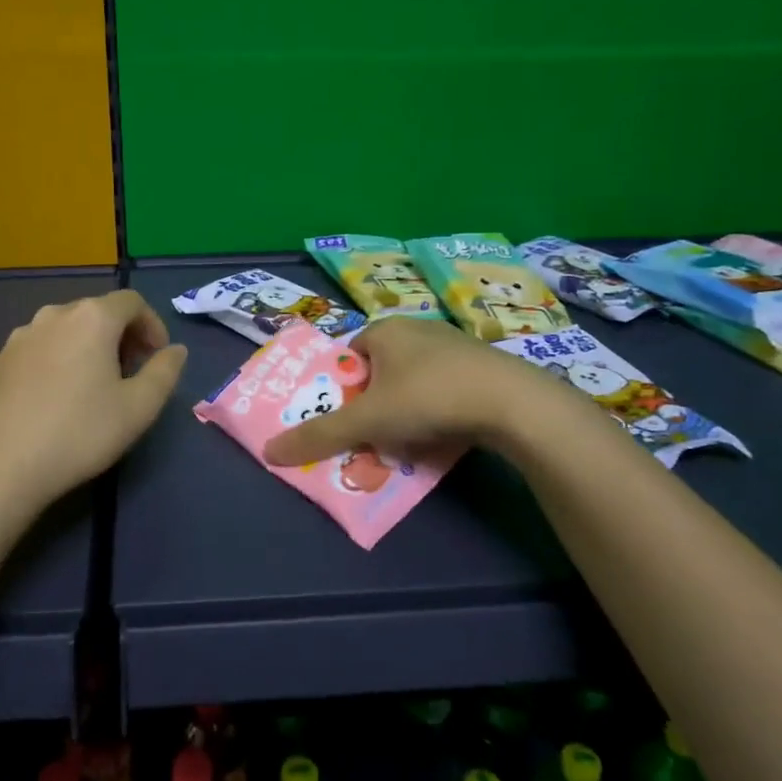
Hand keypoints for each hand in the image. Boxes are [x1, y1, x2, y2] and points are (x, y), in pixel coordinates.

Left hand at [0, 290, 187, 511]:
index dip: (152, 325)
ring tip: (93, 385)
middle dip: (121, 336)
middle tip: (131, 373)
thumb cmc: (81, 433)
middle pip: (96, 312)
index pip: (132, 302)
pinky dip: (56, 361)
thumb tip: (174, 350)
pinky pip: (38, 350)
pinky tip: (55, 399)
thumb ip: (165, 371)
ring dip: (87, 347)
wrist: (2, 467)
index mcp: (91, 318)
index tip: (157, 357)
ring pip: (64, 330)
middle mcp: (53, 316)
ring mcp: (19, 337)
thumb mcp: (139, 407)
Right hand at [264, 317, 553, 465]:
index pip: (349, 357)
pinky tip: (445, 434)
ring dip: (407, 412)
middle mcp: (416, 328)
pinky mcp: (483, 366)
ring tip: (411, 442)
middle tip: (377, 437)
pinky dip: (438, 411)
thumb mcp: (366, 421)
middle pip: (380, 372)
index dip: (345, 390)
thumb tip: (268, 452)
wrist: (513, 403)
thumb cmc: (427, 398)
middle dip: (375, 406)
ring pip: (414, 382)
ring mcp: (453, 345)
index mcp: (384, 329)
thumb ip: (319, 435)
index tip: (352, 421)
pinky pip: (445, 389)